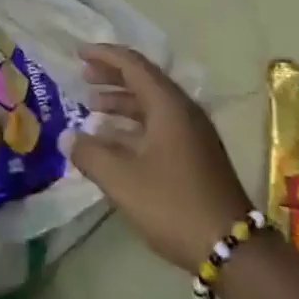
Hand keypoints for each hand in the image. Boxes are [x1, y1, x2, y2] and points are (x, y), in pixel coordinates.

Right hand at [61, 45, 252, 274]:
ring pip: (152, 105)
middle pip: (144, 81)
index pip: (133, 65)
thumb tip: (67, 137)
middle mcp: (183, 110)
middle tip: (83, 76)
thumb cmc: (173, 205)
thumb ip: (90, 154)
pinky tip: (114, 140)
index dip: (105, 55)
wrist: (231, 246)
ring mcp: (193, 133)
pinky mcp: (195, 154)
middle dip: (112, 76)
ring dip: (122, 101)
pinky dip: (134, 124)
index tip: (79, 52)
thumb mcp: (123, 180)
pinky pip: (159, 124)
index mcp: (168, 105)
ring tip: (92, 106)